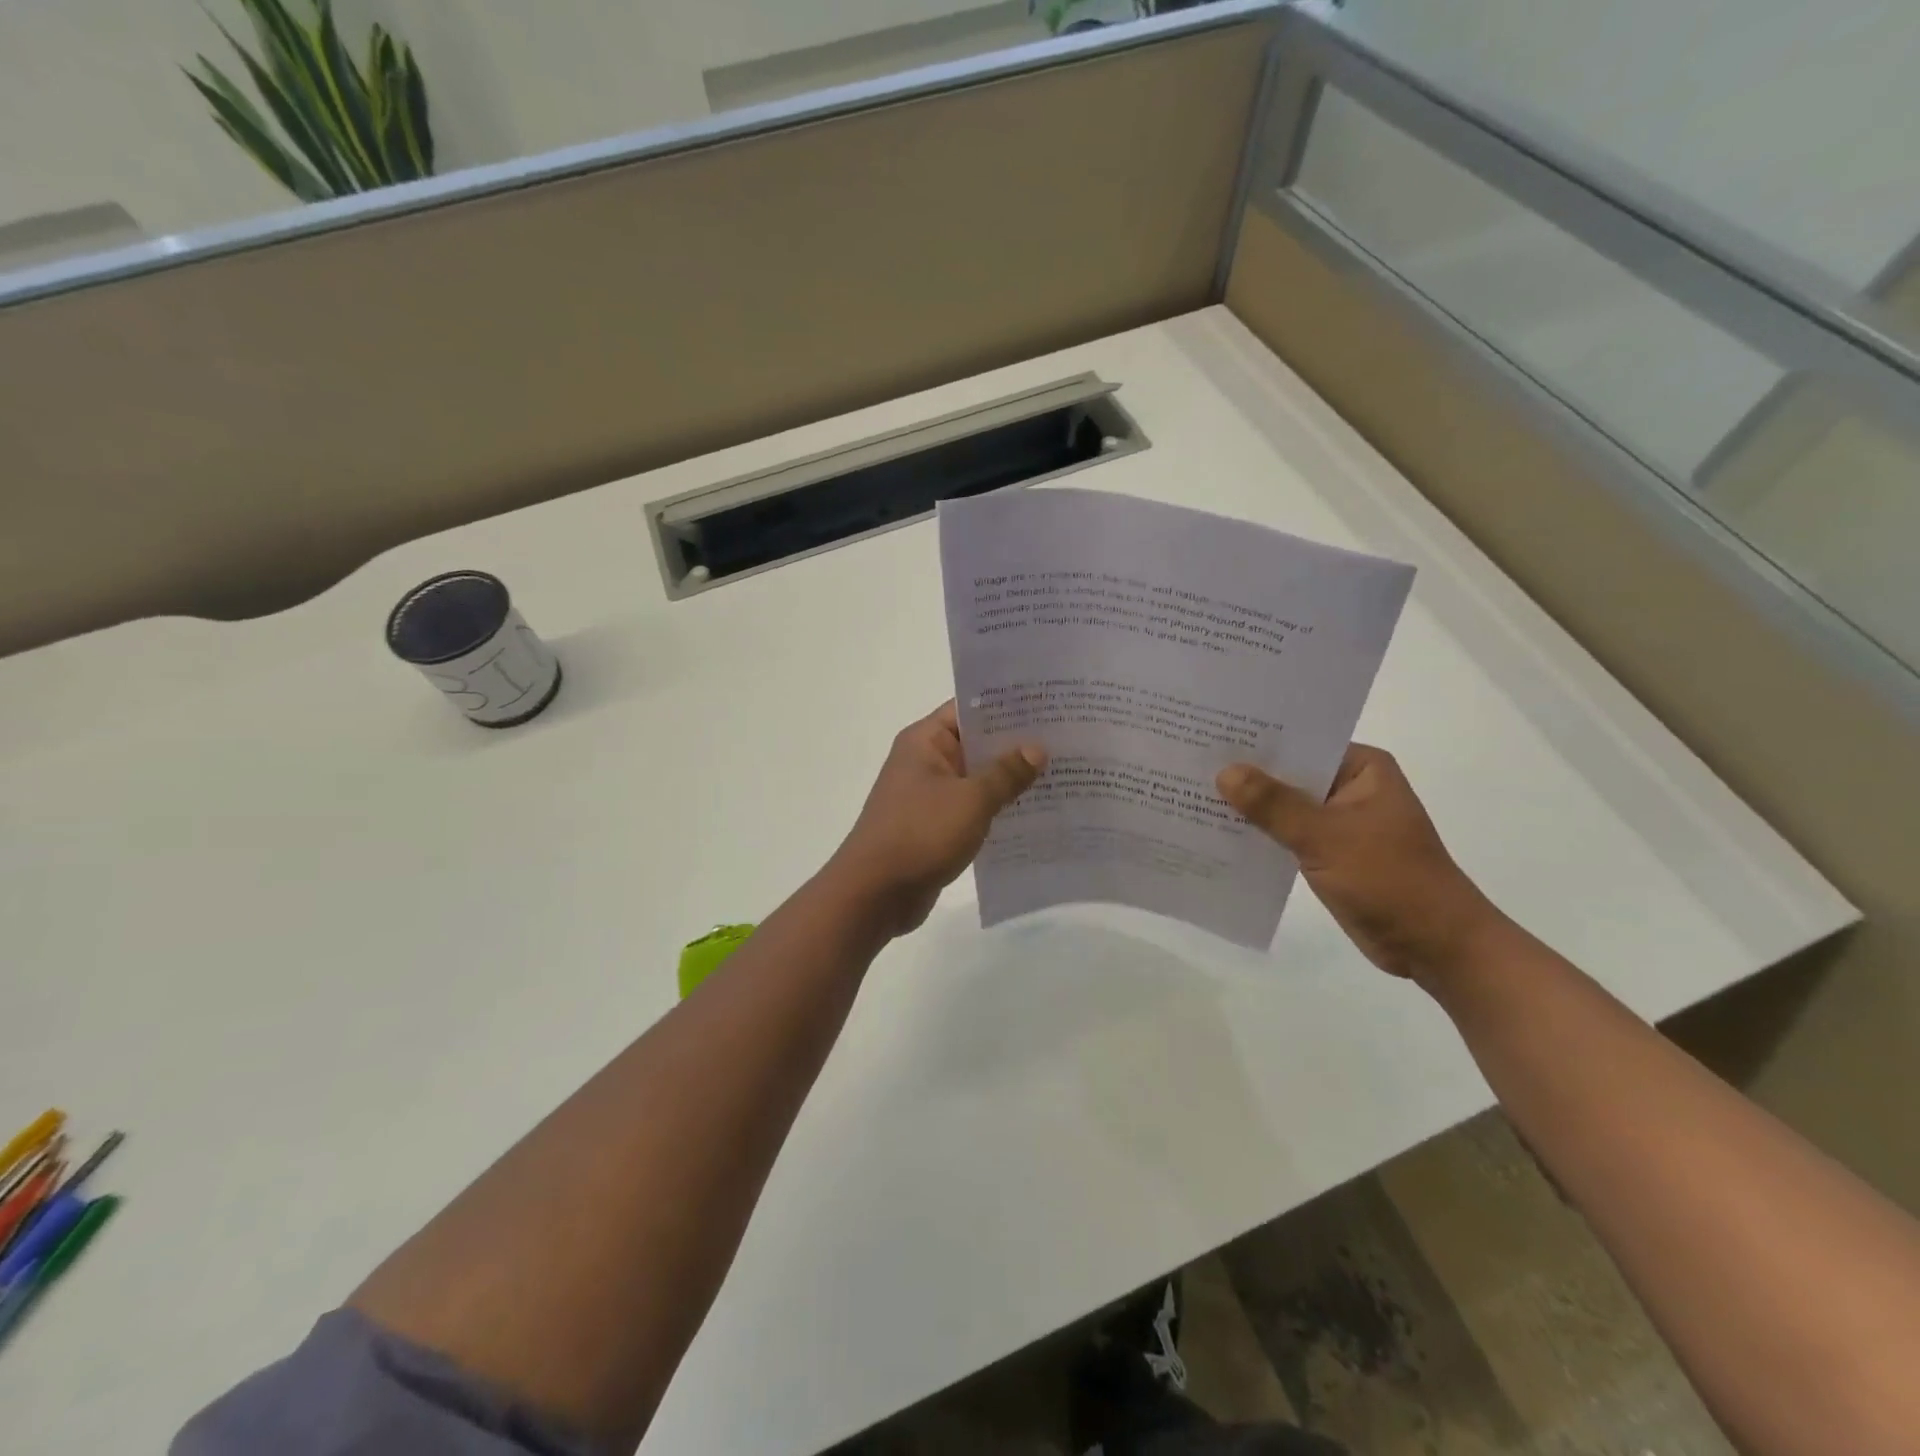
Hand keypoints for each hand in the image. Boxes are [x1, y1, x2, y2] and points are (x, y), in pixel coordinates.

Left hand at [826, 702, 1046, 936]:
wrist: (875, 893)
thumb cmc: (920, 834)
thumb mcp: (971, 800)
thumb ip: (1006, 773)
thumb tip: (1036, 748)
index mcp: (925, 741)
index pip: (969, 710)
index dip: (1007, 706)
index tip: (1047, 706)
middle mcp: (925, 762)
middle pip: (976, 744)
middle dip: (1016, 745)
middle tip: (1066, 740)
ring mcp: (929, 796)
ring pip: (977, 779)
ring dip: (1010, 781)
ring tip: (1060, 775)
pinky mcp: (935, 826)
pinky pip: (972, 809)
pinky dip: (997, 809)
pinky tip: (1034, 814)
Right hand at [1216, 744, 1503, 983]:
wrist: (1434, 947)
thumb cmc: (1391, 880)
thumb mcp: (1327, 837)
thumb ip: (1274, 805)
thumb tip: (1225, 772)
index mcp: (1361, 768)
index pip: (1299, 742)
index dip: (1255, 740)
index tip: (1208, 733)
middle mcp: (1348, 787)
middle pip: (1287, 773)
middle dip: (1244, 773)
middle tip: (1187, 761)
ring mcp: (1337, 821)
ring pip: (1282, 805)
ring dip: (1247, 806)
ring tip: (1189, 791)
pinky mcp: (1326, 852)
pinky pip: (1283, 833)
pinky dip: (1257, 833)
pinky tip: (1215, 830)